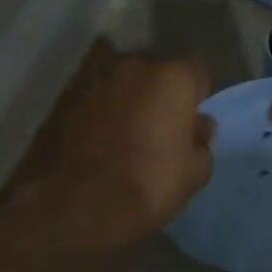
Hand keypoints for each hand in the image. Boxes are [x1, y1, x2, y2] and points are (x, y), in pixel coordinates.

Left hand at [0, 50, 214, 252]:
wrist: (77, 204)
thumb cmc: (147, 184)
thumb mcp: (193, 174)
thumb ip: (202, 143)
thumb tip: (200, 127)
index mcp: (172, 78)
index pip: (196, 71)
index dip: (196, 95)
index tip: (192, 120)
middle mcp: (134, 67)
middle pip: (157, 73)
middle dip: (161, 94)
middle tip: (161, 128)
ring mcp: (97, 80)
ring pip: (124, 85)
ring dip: (130, 102)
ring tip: (128, 136)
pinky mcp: (68, 99)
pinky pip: (98, 101)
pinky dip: (103, 114)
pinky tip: (101, 142)